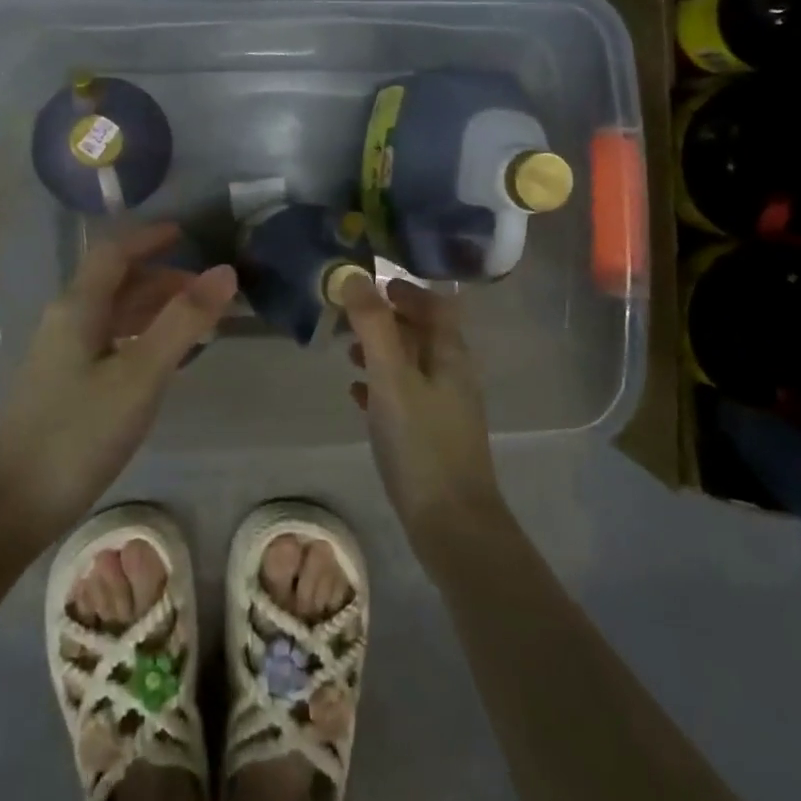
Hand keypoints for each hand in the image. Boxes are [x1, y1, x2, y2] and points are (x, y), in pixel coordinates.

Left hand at [0, 222, 236, 547]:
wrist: (7, 506)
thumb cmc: (76, 434)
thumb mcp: (139, 376)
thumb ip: (182, 322)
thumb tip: (225, 271)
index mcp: (78, 307)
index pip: (115, 252)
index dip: (150, 237)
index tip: (187, 234)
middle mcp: (66, 320)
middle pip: (115, 281)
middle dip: (161, 278)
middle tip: (206, 290)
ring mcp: (60, 354)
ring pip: (112, 313)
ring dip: (152, 308)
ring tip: (195, 323)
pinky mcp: (62, 385)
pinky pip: (107, 341)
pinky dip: (139, 336)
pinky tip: (160, 360)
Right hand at [343, 277, 507, 575]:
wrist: (451, 525)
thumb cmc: (421, 442)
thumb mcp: (391, 377)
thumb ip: (373, 325)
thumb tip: (354, 275)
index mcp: (450, 354)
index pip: (436, 304)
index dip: (407, 290)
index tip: (371, 285)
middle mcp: (453, 374)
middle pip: (423, 332)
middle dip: (388, 319)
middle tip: (349, 315)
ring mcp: (445, 407)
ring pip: (411, 364)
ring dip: (382, 351)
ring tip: (347, 350)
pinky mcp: (432, 436)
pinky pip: (405, 396)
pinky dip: (381, 385)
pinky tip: (356, 393)